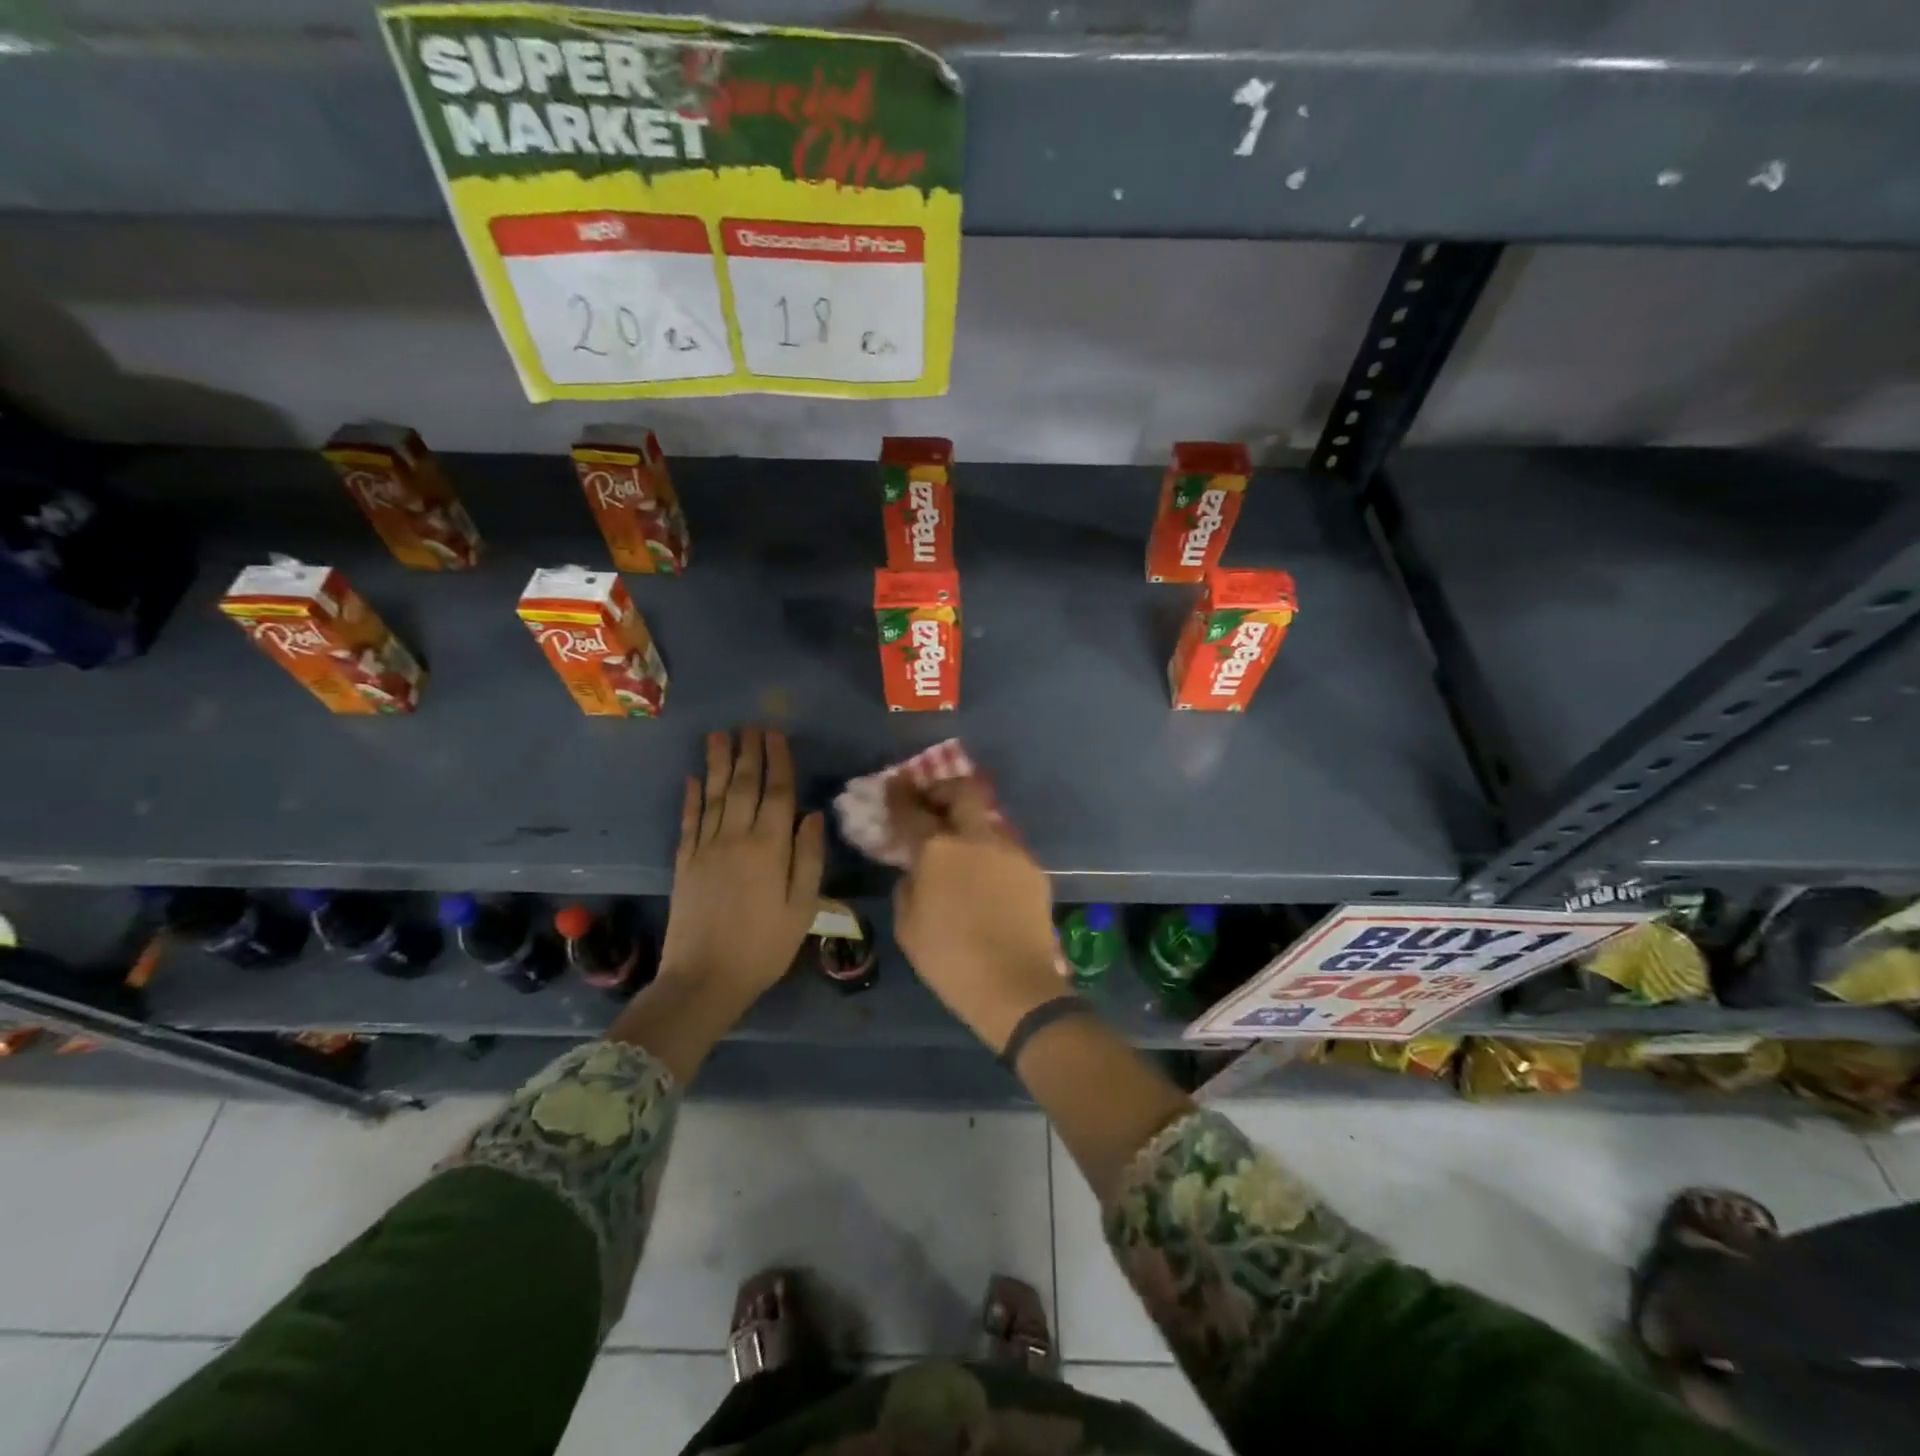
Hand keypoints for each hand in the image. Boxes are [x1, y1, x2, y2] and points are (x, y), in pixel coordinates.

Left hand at [657, 728, 825, 1012]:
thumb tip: (812, 815)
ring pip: (713, 795)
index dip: (778, 761)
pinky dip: (690, 798)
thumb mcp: (802, 908)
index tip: (775, 734)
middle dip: (748, 753)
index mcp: (769, 848)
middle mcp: (735, 838)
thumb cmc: (764, 946)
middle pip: (743, 786)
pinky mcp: (683, 863)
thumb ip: (808, 859)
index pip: (777, 793)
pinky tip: (692, 778)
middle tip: (750, 725)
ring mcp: (705, 848)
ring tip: (719, 735)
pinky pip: (688, 821)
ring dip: (717, 763)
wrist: (704, 980)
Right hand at [889, 776, 1065, 1052]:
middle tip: (932, 802)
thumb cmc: (949, 959)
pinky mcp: (1033, 869)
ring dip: (970, 822)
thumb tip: (917, 869)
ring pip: (988, 818)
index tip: (895, 784)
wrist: (1014, 985)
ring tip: (961, 846)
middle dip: (944, 788)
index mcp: (938, 849)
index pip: (912, 811)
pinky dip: (990, 853)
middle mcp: (976, 838)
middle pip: (962, 791)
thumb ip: (908, 885)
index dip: (900, 794)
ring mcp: (1010, 850)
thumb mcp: (908, 926)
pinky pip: (1006, 849)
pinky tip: (986, 878)